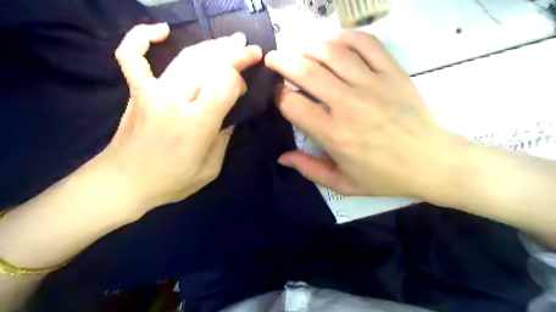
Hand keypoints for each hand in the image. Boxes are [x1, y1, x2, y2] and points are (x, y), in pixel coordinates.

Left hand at [100, 23, 262, 213]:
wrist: (123, 182)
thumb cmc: (172, 180)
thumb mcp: (211, 168)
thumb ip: (223, 139)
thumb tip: (229, 117)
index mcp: (197, 123)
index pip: (225, 83)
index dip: (240, 80)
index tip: (244, 89)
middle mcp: (176, 100)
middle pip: (210, 64)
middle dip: (235, 53)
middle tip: (251, 50)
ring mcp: (152, 92)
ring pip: (186, 57)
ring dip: (212, 46)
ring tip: (231, 42)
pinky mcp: (136, 91)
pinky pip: (133, 56)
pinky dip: (142, 38)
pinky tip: (161, 30)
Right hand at [264, 32, 467, 202]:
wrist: (431, 162)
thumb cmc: (384, 176)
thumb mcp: (343, 183)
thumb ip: (309, 169)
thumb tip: (282, 157)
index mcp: (333, 134)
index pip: (293, 104)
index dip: (279, 96)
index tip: (278, 94)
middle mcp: (348, 104)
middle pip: (306, 71)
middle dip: (282, 61)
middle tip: (272, 58)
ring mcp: (372, 84)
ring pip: (332, 52)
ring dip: (308, 46)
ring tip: (298, 49)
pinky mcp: (392, 73)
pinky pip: (366, 44)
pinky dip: (346, 38)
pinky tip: (335, 43)